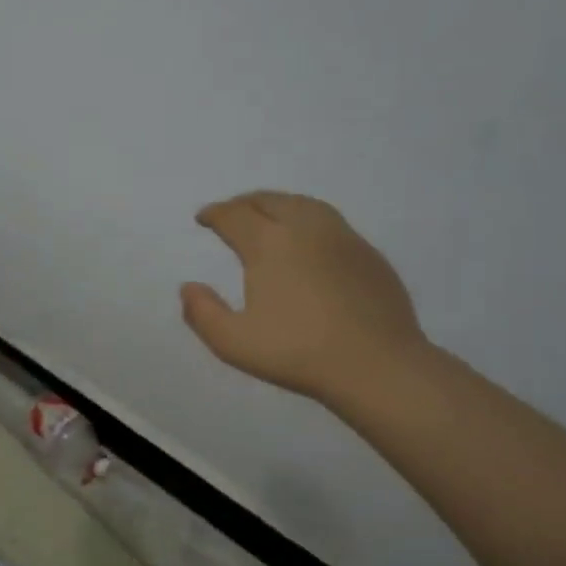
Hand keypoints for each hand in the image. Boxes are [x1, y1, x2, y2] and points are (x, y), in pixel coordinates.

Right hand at [181, 192, 425, 402]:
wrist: (376, 365)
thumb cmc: (297, 353)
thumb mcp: (233, 342)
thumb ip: (202, 313)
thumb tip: (188, 287)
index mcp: (269, 244)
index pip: (235, 216)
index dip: (215, 214)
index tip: (203, 218)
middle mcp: (306, 229)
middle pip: (270, 200)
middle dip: (244, 203)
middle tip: (230, 213)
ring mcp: (343, 238)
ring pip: (304, 204)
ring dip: (278, 204)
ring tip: (267, 216)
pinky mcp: (368, 254)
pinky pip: (330, 222)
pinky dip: (307, 219)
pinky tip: (308, 241)